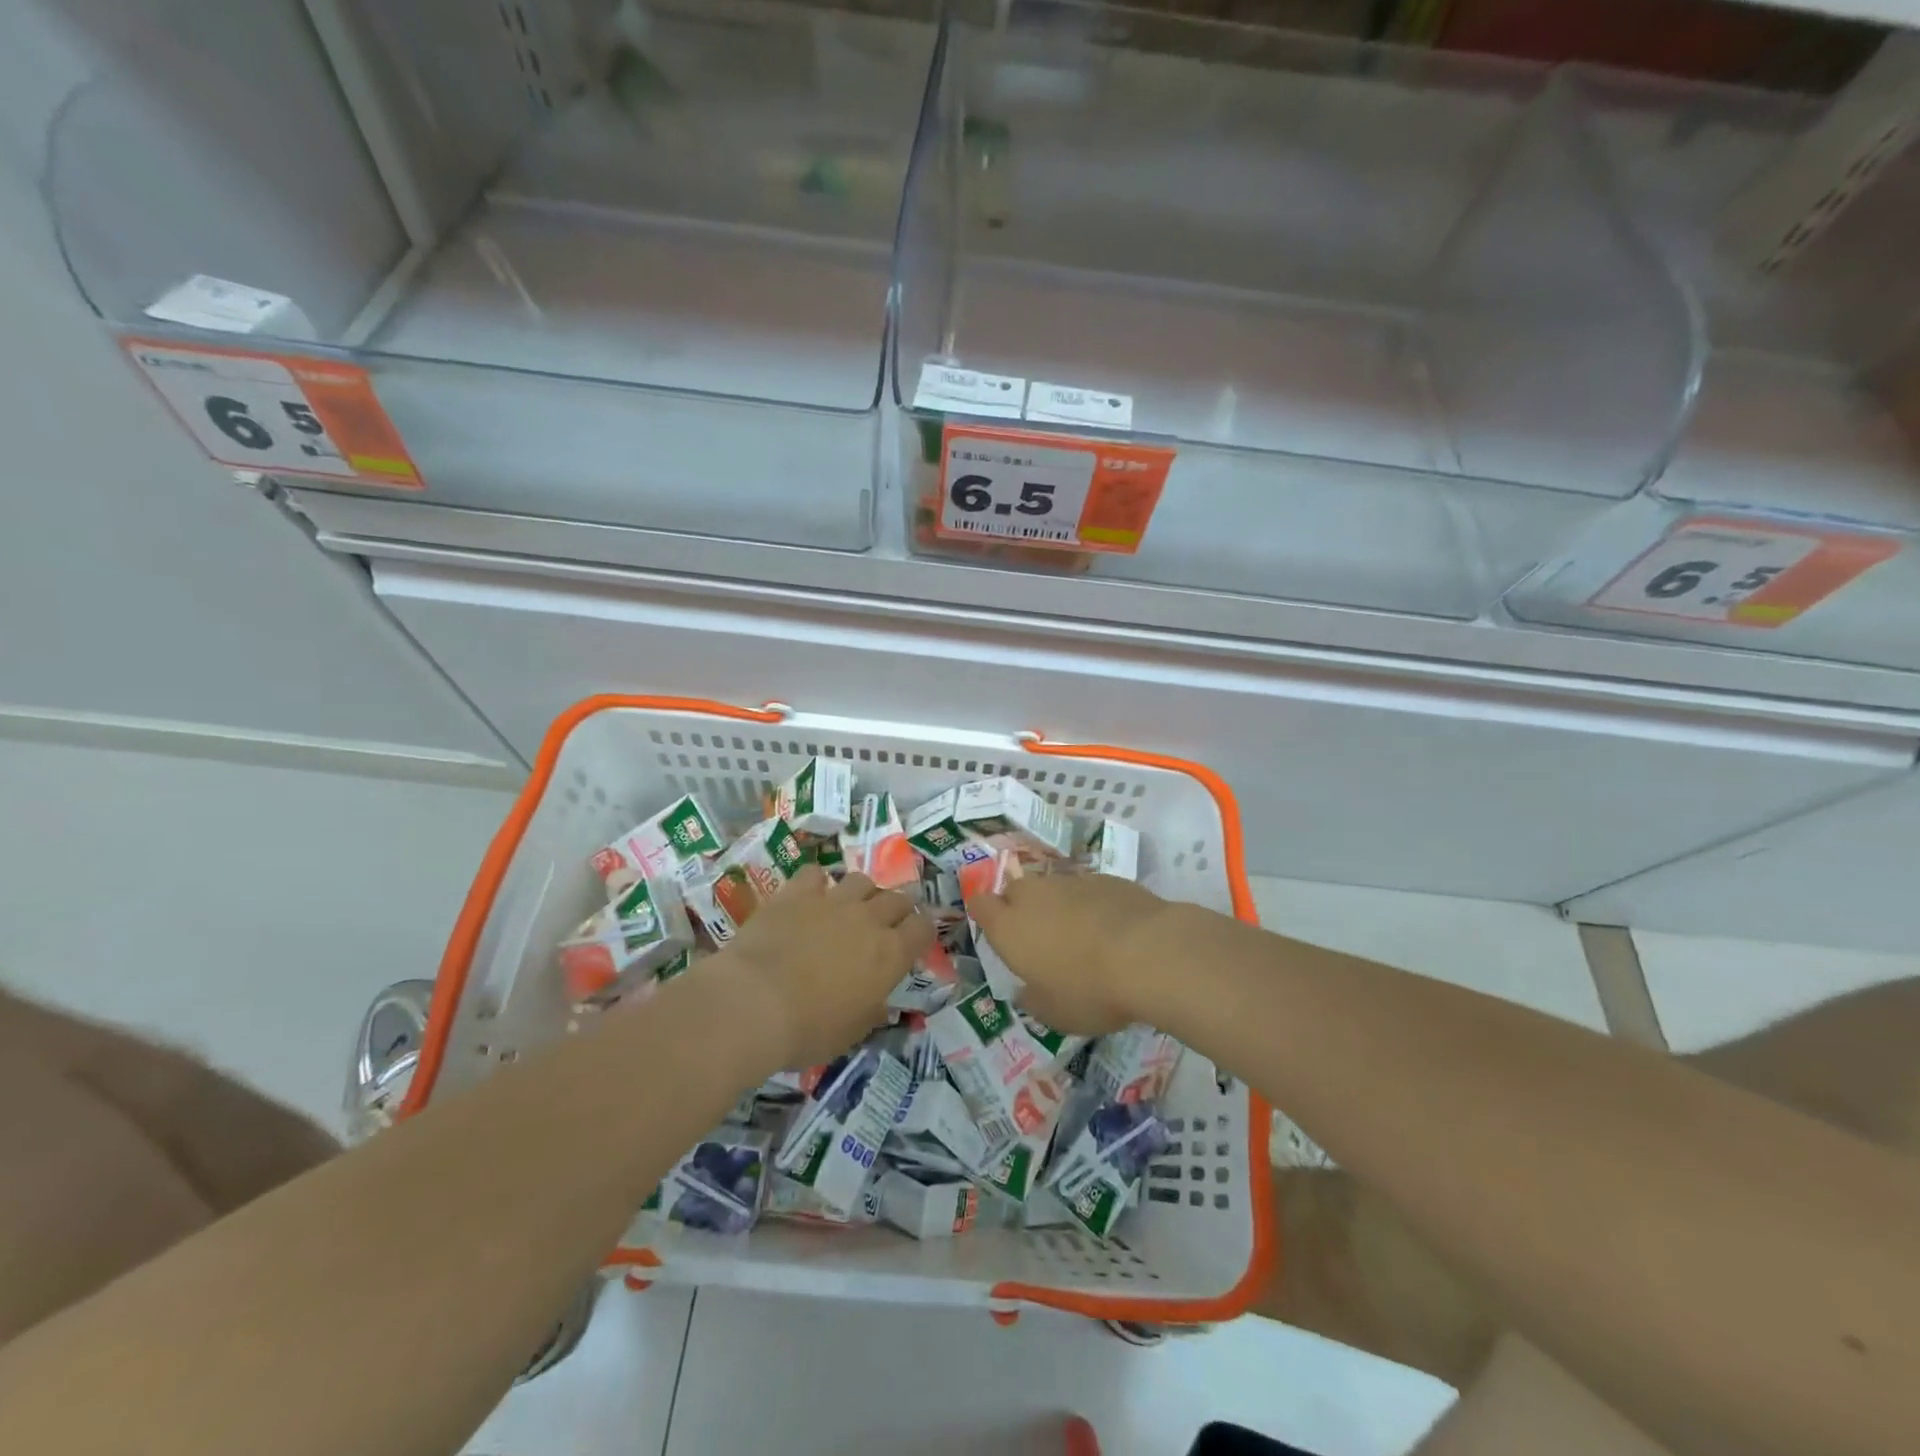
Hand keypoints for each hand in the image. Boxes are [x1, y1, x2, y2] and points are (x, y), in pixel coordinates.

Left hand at [716, 866, 933, 1068]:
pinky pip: (815, 874)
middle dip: (896, 909)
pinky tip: (809, 896)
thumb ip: (871, 1011)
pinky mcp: (797, 893)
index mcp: (890, 954)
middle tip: (883, 924)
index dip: (921, 931)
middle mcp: (868, 919)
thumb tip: (880, 1004)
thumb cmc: (808, 1029)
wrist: (754, 1002)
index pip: (923, 928)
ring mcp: (832, 901)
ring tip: (849, 908)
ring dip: (861, 893)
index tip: (913, 940)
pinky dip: (817, 883)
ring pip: (861, 880)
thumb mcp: (851, 1033)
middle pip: (897, 898)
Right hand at [968, 873, 1191, 1036]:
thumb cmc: (1089, 990)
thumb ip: (1034, 999)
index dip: (986, 914)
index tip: (999, 931)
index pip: (980, 904)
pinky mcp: (1106, 878)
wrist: (1149, 953)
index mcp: (1009, 927)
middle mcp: (1034, 896)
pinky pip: (1087, 890)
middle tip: (1042, 939)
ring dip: (1059, 907)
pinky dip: (1092, 905)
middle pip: (1015, 891)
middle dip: (1022, 908)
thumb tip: (1027, 991)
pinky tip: (1113, 930)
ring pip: (1053, 888)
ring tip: (1081, 938)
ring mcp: (1071, 882)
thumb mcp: (1055, 1014)